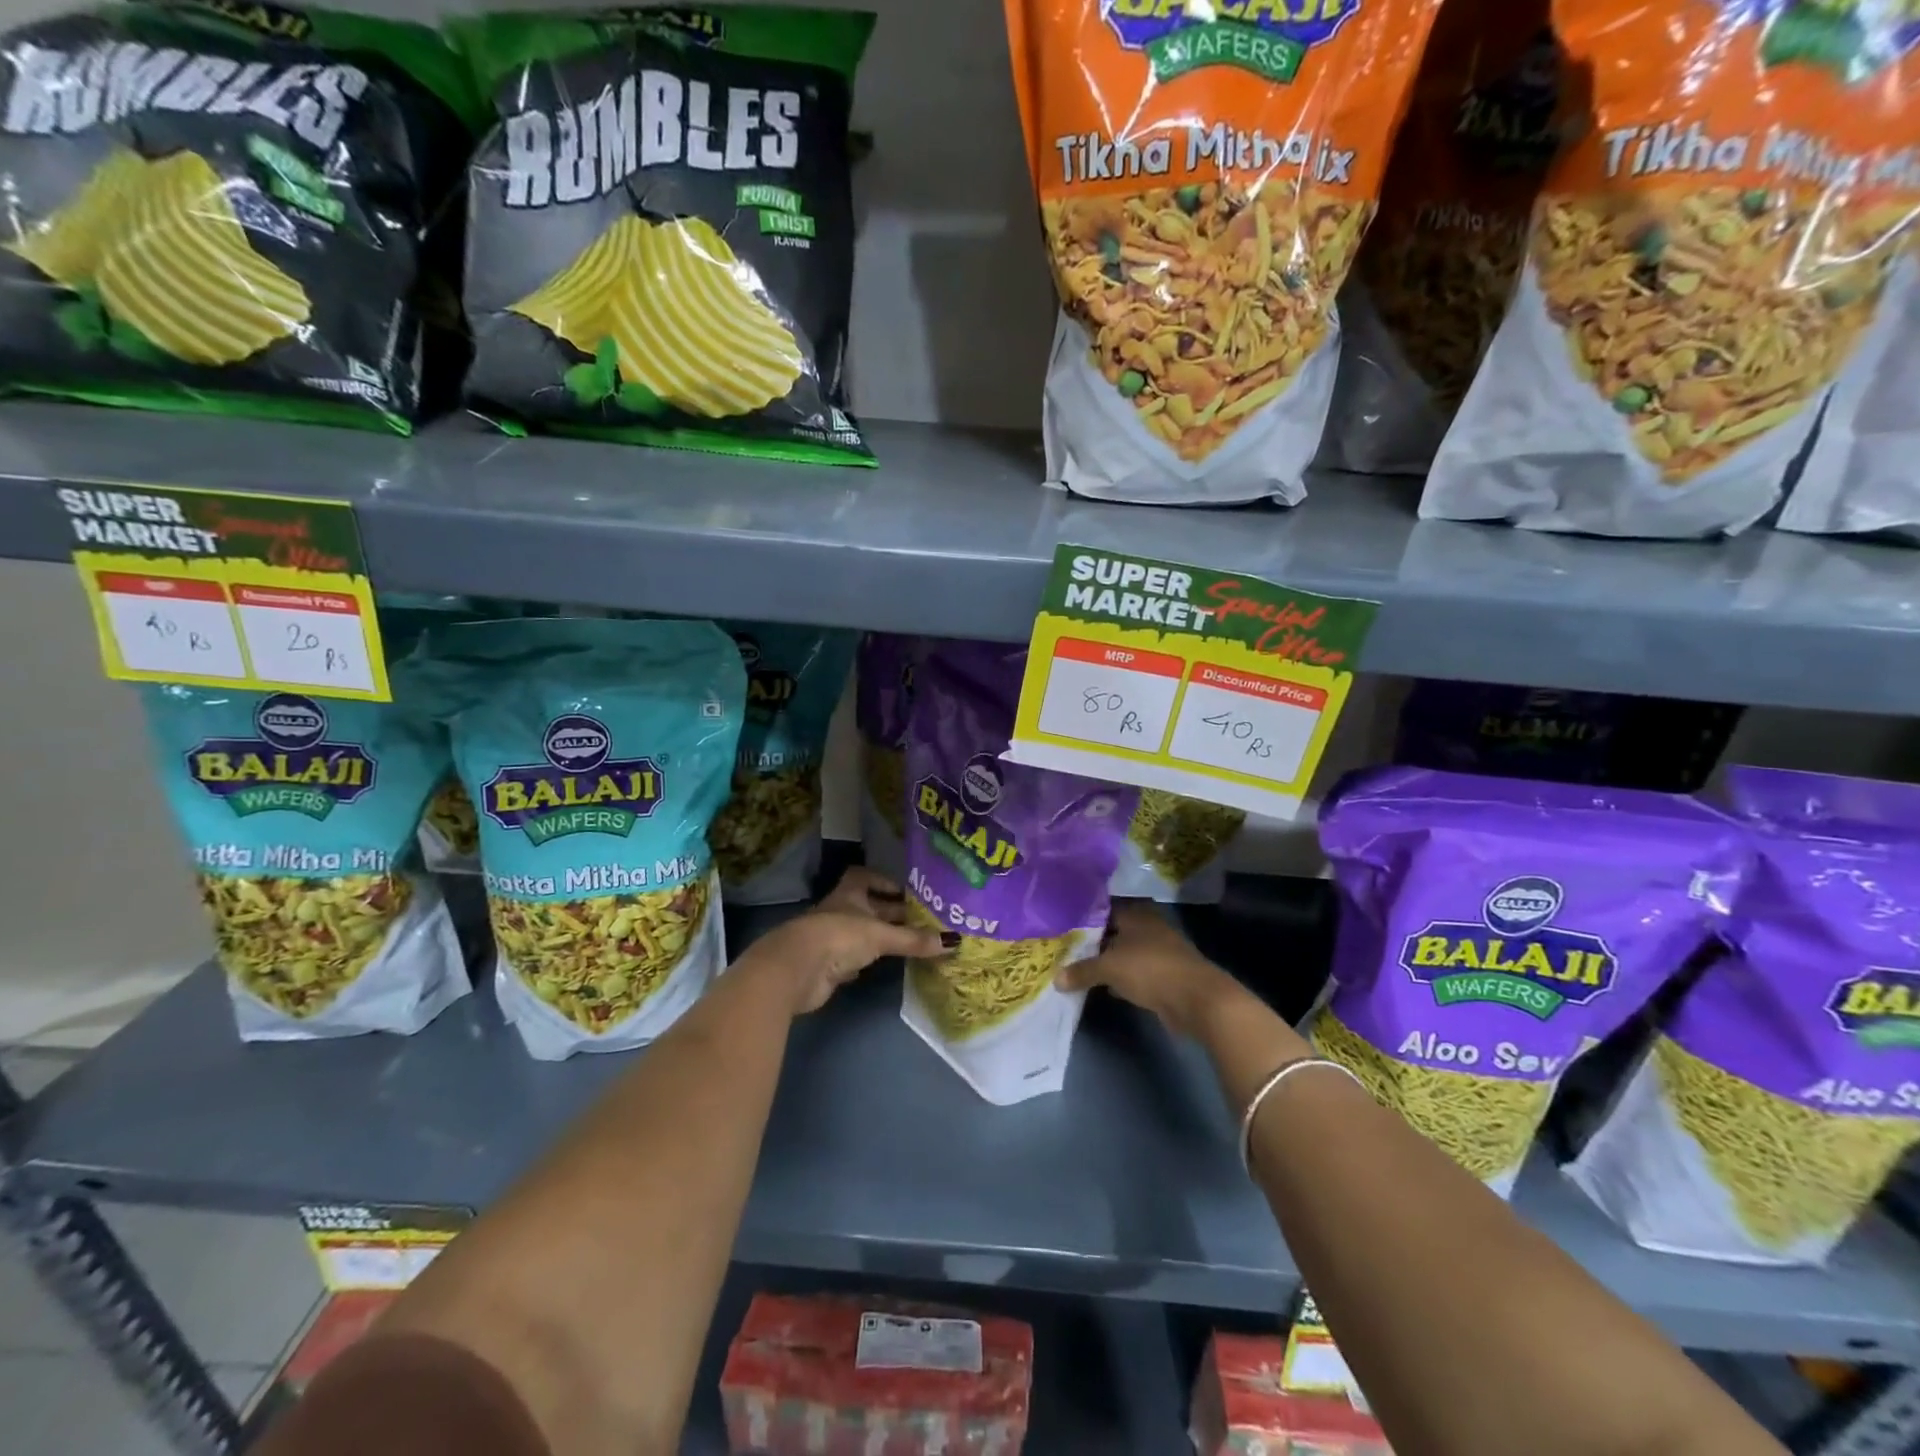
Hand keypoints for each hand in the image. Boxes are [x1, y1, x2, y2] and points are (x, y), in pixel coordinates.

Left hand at [750, 867, 947, 1014]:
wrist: (798, 970)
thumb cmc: (839, 937)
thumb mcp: (880, 935)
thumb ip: (913, 939)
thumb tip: (952, 942)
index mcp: (849, 894)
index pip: (863, 876)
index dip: (883, 881)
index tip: (905, 892)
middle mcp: (840, 912)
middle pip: (869, 908)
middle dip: (893, 913)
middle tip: (923, 921)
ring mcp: (833, 939)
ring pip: (863, 934)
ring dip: (883, 938)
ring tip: (913, 943)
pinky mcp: (829, 966)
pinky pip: (854, 959)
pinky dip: (868, 962)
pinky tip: (886, 966)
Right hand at [1057, 902, 1240, 1039]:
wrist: (1198, 999)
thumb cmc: (1151, 970)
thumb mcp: (1110, 969)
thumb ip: (1082, 971)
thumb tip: (1056, 979)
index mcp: (1136, 915)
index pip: (1104, 908)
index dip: (1084, 916)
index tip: (1062, 924)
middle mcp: (1148, 927)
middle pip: (1114, 931)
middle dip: (1094, 940)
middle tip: (1066, 947)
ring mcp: (1158, 951)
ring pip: (1124, 952)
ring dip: (1108, 960)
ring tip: (1079, 967)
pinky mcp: (1165, 975)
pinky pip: (1135, 972)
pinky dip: (1121, 978)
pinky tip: (1105, 987)